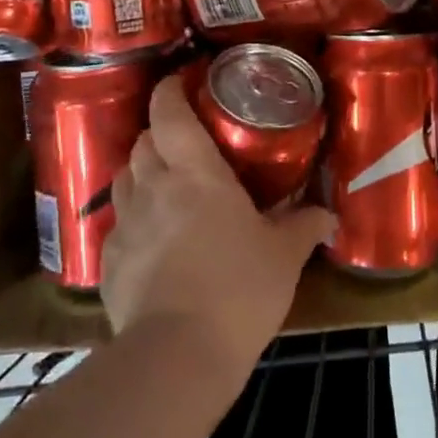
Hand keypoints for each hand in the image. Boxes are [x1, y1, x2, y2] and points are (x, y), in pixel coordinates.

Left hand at [103, 72, 335, 377]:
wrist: (178, 356)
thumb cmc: (239, 289)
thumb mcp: (283, 257)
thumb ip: (304, 227)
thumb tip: (329, 215)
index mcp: (195, 174)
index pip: (170, 113)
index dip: (171, 90)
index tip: (181, 82)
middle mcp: (153, 187)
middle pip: (143, 141)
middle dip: (159, 133)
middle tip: (184, 143)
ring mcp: (125, 224)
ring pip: (124, 178)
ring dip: (142, 172)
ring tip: (164, 186)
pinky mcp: (108, 263)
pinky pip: (117, 225)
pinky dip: (132, 220)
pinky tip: (151, 240)